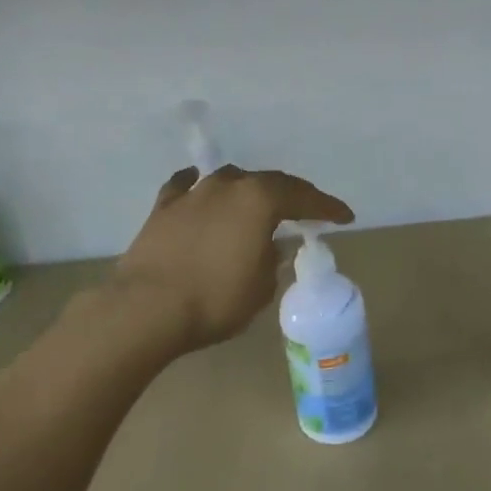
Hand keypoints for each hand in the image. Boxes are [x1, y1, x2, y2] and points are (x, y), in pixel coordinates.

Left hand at [109, 165, 353, 354]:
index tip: (344, 217)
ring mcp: (193, 193)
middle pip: (268, 182)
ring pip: (230, 181)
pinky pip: (186, 187)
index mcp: (259, 200)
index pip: (303, 197)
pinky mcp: (163, 207)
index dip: (327, 207)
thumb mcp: (260, 287)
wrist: (146, 309)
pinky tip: (200, 185)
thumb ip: (273, 260)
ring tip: (257, 204)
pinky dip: (198, 187)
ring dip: (247, 191)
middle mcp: (228, 186)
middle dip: (291, 196)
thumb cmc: (214, 300)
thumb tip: (273, 246)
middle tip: (306, 210)